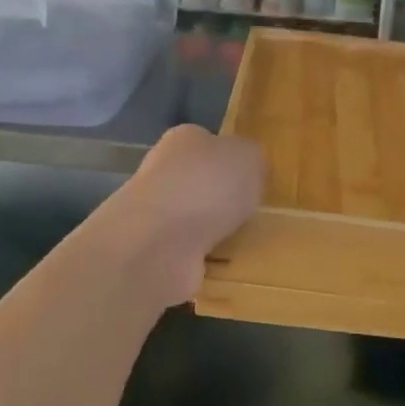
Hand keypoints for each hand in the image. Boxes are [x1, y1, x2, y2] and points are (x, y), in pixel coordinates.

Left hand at [110, 125, 264, 299]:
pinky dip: (202, 258)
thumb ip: (253, 158)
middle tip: (251, 212)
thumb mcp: (249, 157)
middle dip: (221, 198)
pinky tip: (220, 265)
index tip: (252, 180)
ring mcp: (153, 213)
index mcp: (183, 139)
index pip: (208, 142)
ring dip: (212, 230)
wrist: (159, 241)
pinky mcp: (151, 251)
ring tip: (241, 242)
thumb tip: (249, 167)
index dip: (230, 159)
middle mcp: (162, 171)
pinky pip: (186, 252)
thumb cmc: (208, 186)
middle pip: (198, 181)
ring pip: (192, 218)